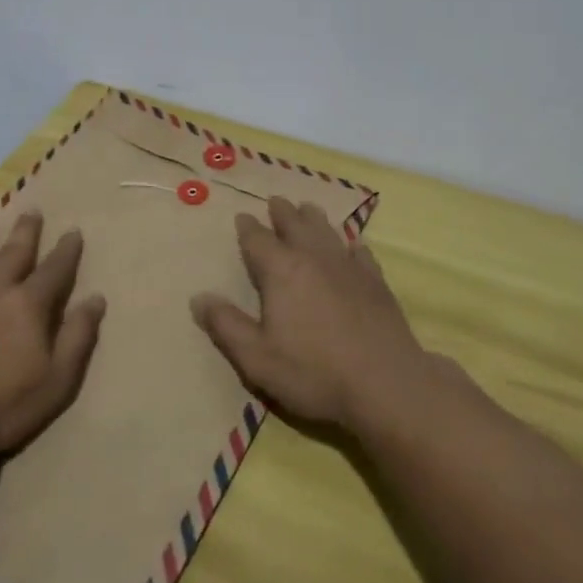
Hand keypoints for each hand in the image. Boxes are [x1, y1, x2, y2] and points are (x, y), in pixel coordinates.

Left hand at [0, 211, 105, 469]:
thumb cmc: (2, 407)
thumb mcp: (57, 380)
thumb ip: (78, 337)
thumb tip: (96, 299)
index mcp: (28, 306)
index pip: (54, 270)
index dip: (67, 250)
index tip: (73, 231)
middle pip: (12, 254)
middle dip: (25, 232)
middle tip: (31, 211)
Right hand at [190, 197, 427, 433]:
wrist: (384, 382)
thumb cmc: (313, 372)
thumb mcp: (257, 358)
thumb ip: (226, 325)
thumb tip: (198, 297)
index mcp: (281, 271)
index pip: (258, 240)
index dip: (248, 228)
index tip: (242, 216)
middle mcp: (314, 257)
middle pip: (295, 225)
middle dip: (282, 212)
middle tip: (276, 201)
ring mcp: (348, 266)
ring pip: (327, 231)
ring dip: (314, 218)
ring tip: (308, 208)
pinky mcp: (375, 280)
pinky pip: (359, 252)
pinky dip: (351, 245)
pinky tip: (353, 246)